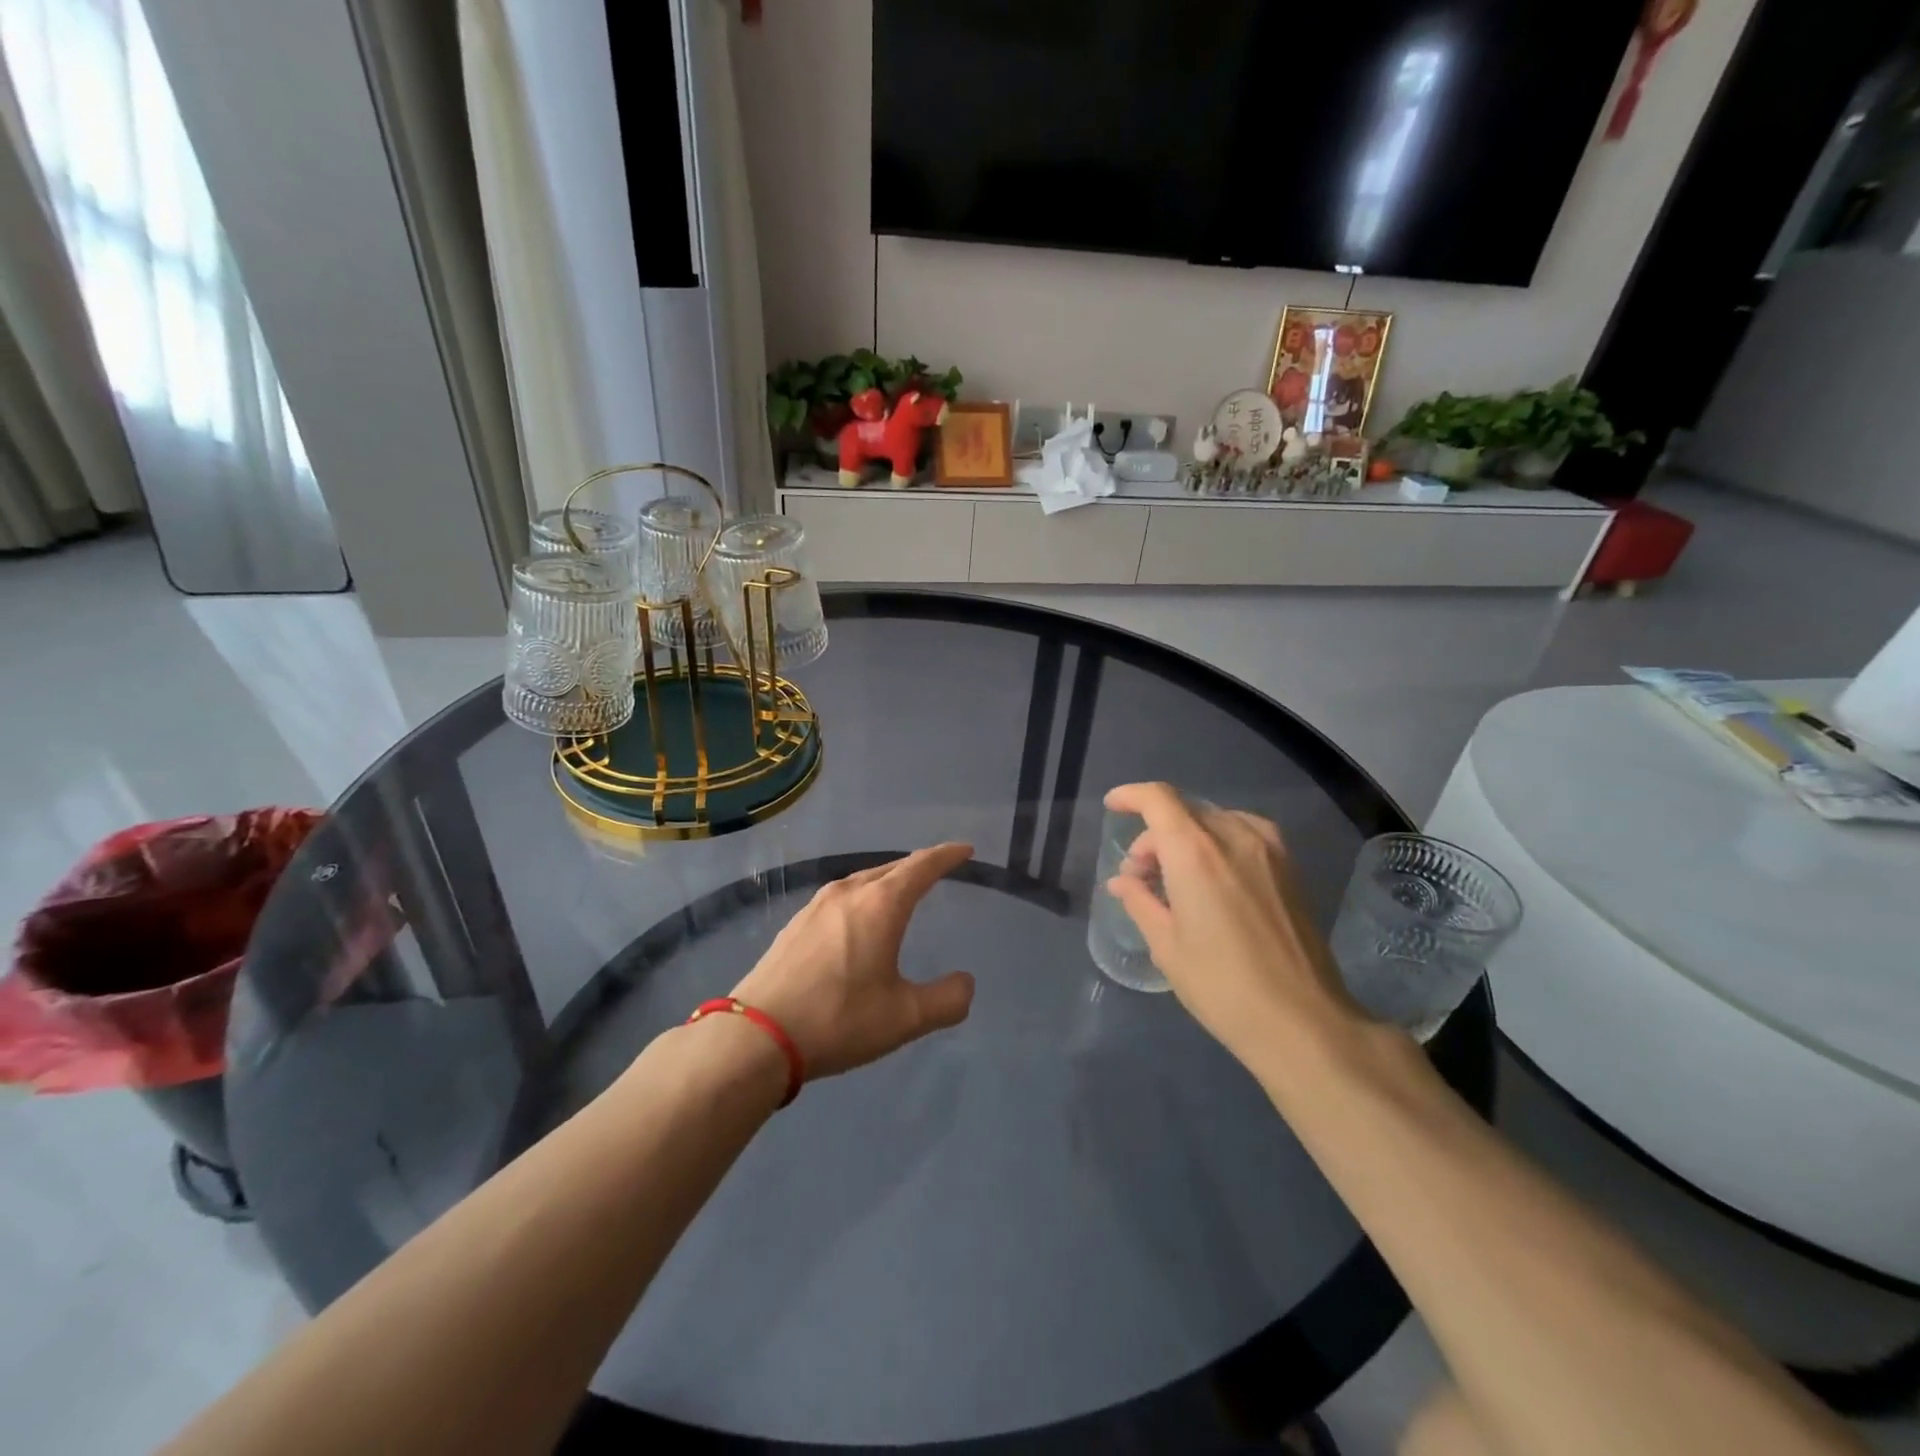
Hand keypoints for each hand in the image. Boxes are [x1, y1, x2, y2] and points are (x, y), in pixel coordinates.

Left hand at [729, 844, 976, 1080]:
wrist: (757, 1036)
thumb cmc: (839, 1019)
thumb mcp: (905, 1017)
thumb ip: (946, 1000)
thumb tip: (965, 983)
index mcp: (880, 904)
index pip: (921, 867)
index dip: (946, 856)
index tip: (965, 849)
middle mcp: (848, 893)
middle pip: (891, 868)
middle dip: (918, 866)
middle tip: (938, 869)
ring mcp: (816, 906)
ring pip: (862, 881)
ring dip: (887, 881)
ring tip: (901, 891)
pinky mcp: (795, 924)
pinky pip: (841, 897)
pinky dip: (862, 897)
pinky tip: (857, 918)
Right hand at [1103, 784, 1361, 1069]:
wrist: (1302, 1020)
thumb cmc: (1222, 986)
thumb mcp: (1167, 946)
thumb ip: (1141, 901)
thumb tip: (1123, 881)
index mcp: (1195, 853)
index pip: (1158, 799)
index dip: (1131, 796)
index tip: (1112, 807)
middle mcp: (1234, 837)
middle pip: (1184, 810)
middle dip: (1154, 833)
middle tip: (1141, 875)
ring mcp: (1268, 850)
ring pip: (1214, 819)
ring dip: (1186, 836)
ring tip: (1175, 877)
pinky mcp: (1290, 868)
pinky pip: (1244, 832)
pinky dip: (1218, 840)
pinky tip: (1214, 875)